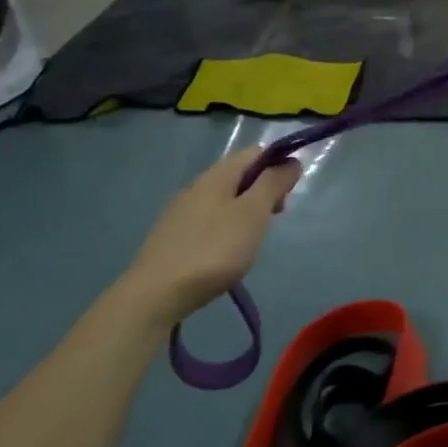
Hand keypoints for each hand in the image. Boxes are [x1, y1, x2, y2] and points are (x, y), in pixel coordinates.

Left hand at [121, 147, 301, 324]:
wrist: (156, 294)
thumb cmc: (214, 250)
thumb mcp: (253, 214)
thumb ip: (273, 184)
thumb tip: (291, 161)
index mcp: (217, 175)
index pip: (255, 152)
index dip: (278, 164)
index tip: (289, 193)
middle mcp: (197, 186)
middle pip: (240, 174)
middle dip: (264, 190)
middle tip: (274, 218)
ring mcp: (182, 211)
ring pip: (225, 198)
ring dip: (247, 210)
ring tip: (254, 239)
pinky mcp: (174, 235)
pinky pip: (211, 219)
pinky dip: (228, 227)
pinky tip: (228, 252)